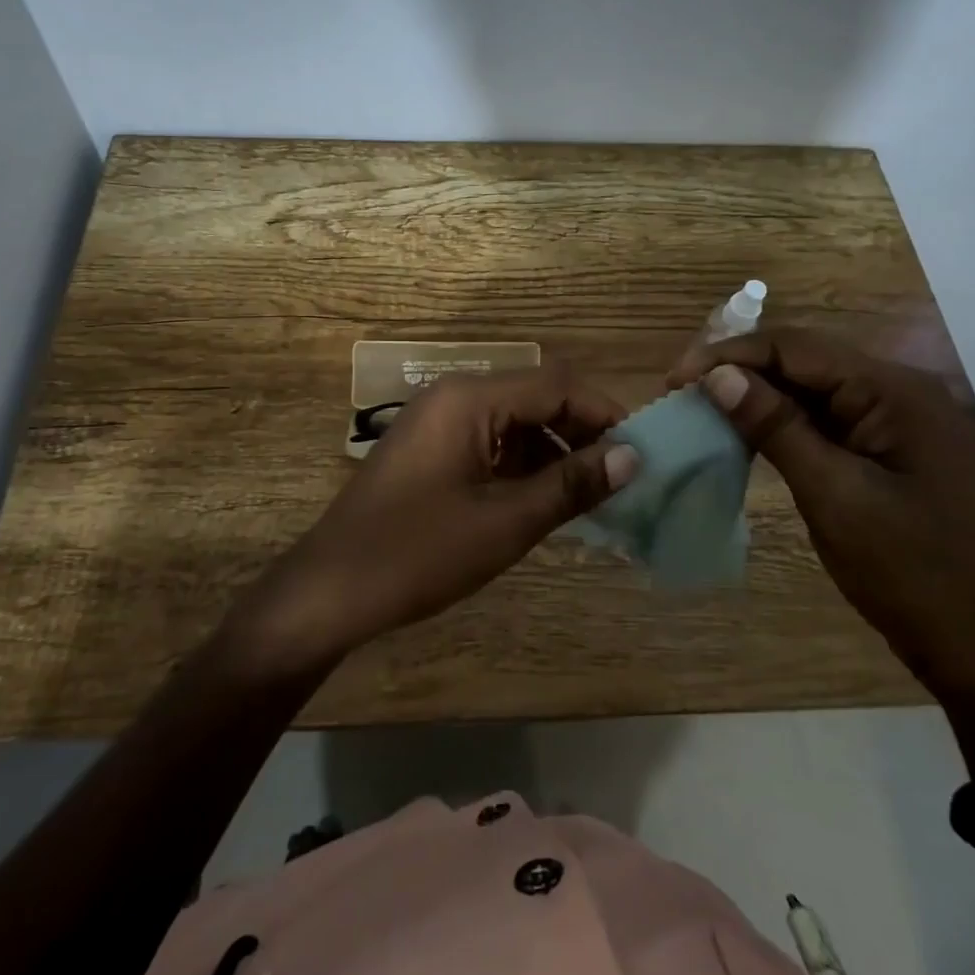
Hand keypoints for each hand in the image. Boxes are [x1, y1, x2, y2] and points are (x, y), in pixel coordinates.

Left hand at [230, 365, 638, 672]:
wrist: (331, 589)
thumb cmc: (418, 553)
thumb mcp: (505, 522)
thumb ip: (571, 484)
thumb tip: (634, 457)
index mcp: (470, 398)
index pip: (557, 385)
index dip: (606, 413)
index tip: (644, 451)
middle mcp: (455, 396)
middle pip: (537, 398)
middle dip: (583, 432)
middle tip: (624, 478)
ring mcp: (440, 421)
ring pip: (516, 422)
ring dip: (555, 451)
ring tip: (593, 495)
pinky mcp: (432, 448)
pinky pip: (491, 442)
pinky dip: (523, 465)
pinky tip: (547, 499)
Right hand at [668, 329, 974, 699]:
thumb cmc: (907, 570)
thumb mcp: (833, 494)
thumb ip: (775, 427)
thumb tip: (717, 376)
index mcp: (894, 391)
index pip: (797, 348)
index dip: (732, 355)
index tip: (678, 378)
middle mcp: (896, 391)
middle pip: (803, 360)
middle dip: (740, 370)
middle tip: (682, 391)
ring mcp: (892, 420)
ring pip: (808, 388)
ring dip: (755, 394)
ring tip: (701, 407)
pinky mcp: (882, 447)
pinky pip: (821, 418)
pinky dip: (779, 422)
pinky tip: (743, 433)